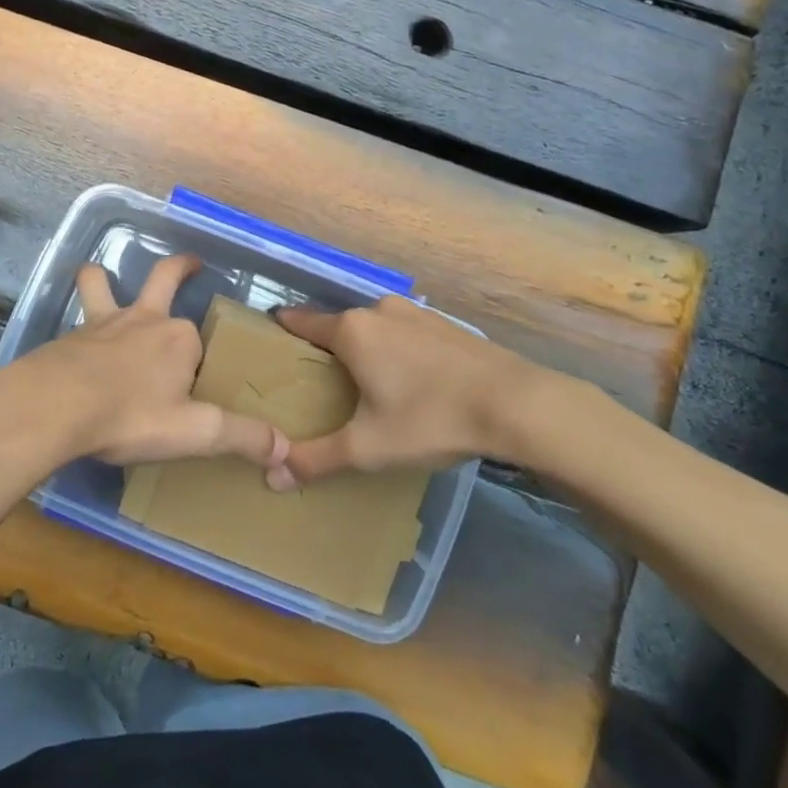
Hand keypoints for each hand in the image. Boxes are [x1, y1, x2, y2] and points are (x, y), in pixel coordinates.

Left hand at [3, 254, 289, 469]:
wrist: (57, 405)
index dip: (198, 363)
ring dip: (102, 278)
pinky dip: (77, 325)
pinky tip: (72, 346)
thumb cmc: (131, 415)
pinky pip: (76, 322)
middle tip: (192, 263)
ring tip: (100, 276)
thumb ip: (240, 436)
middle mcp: (144, 320)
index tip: (196, 388)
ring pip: (102, 287)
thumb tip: (285, 447)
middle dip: (181, 268)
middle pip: (164, 280)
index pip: (198, 343)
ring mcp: (103, 324)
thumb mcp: (194, 432)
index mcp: (178, 339)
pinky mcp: (70, 337)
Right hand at [266, 295, 566, 488]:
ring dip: (365, 349)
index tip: (269, 343)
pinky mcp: (444, 323)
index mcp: (352, 330)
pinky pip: (404, 332)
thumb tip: (272, 477)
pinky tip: (410, 381)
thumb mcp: (369, 447)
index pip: (302, 322)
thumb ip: (317, 459)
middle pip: (339, 327)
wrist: (517, 403)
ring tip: (365, 385)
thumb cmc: (431, 418)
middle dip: (327, 350)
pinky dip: (396, 350)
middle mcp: (378, 310)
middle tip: (320, 384)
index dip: (283, 331)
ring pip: (374, 328)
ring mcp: (414, 312)